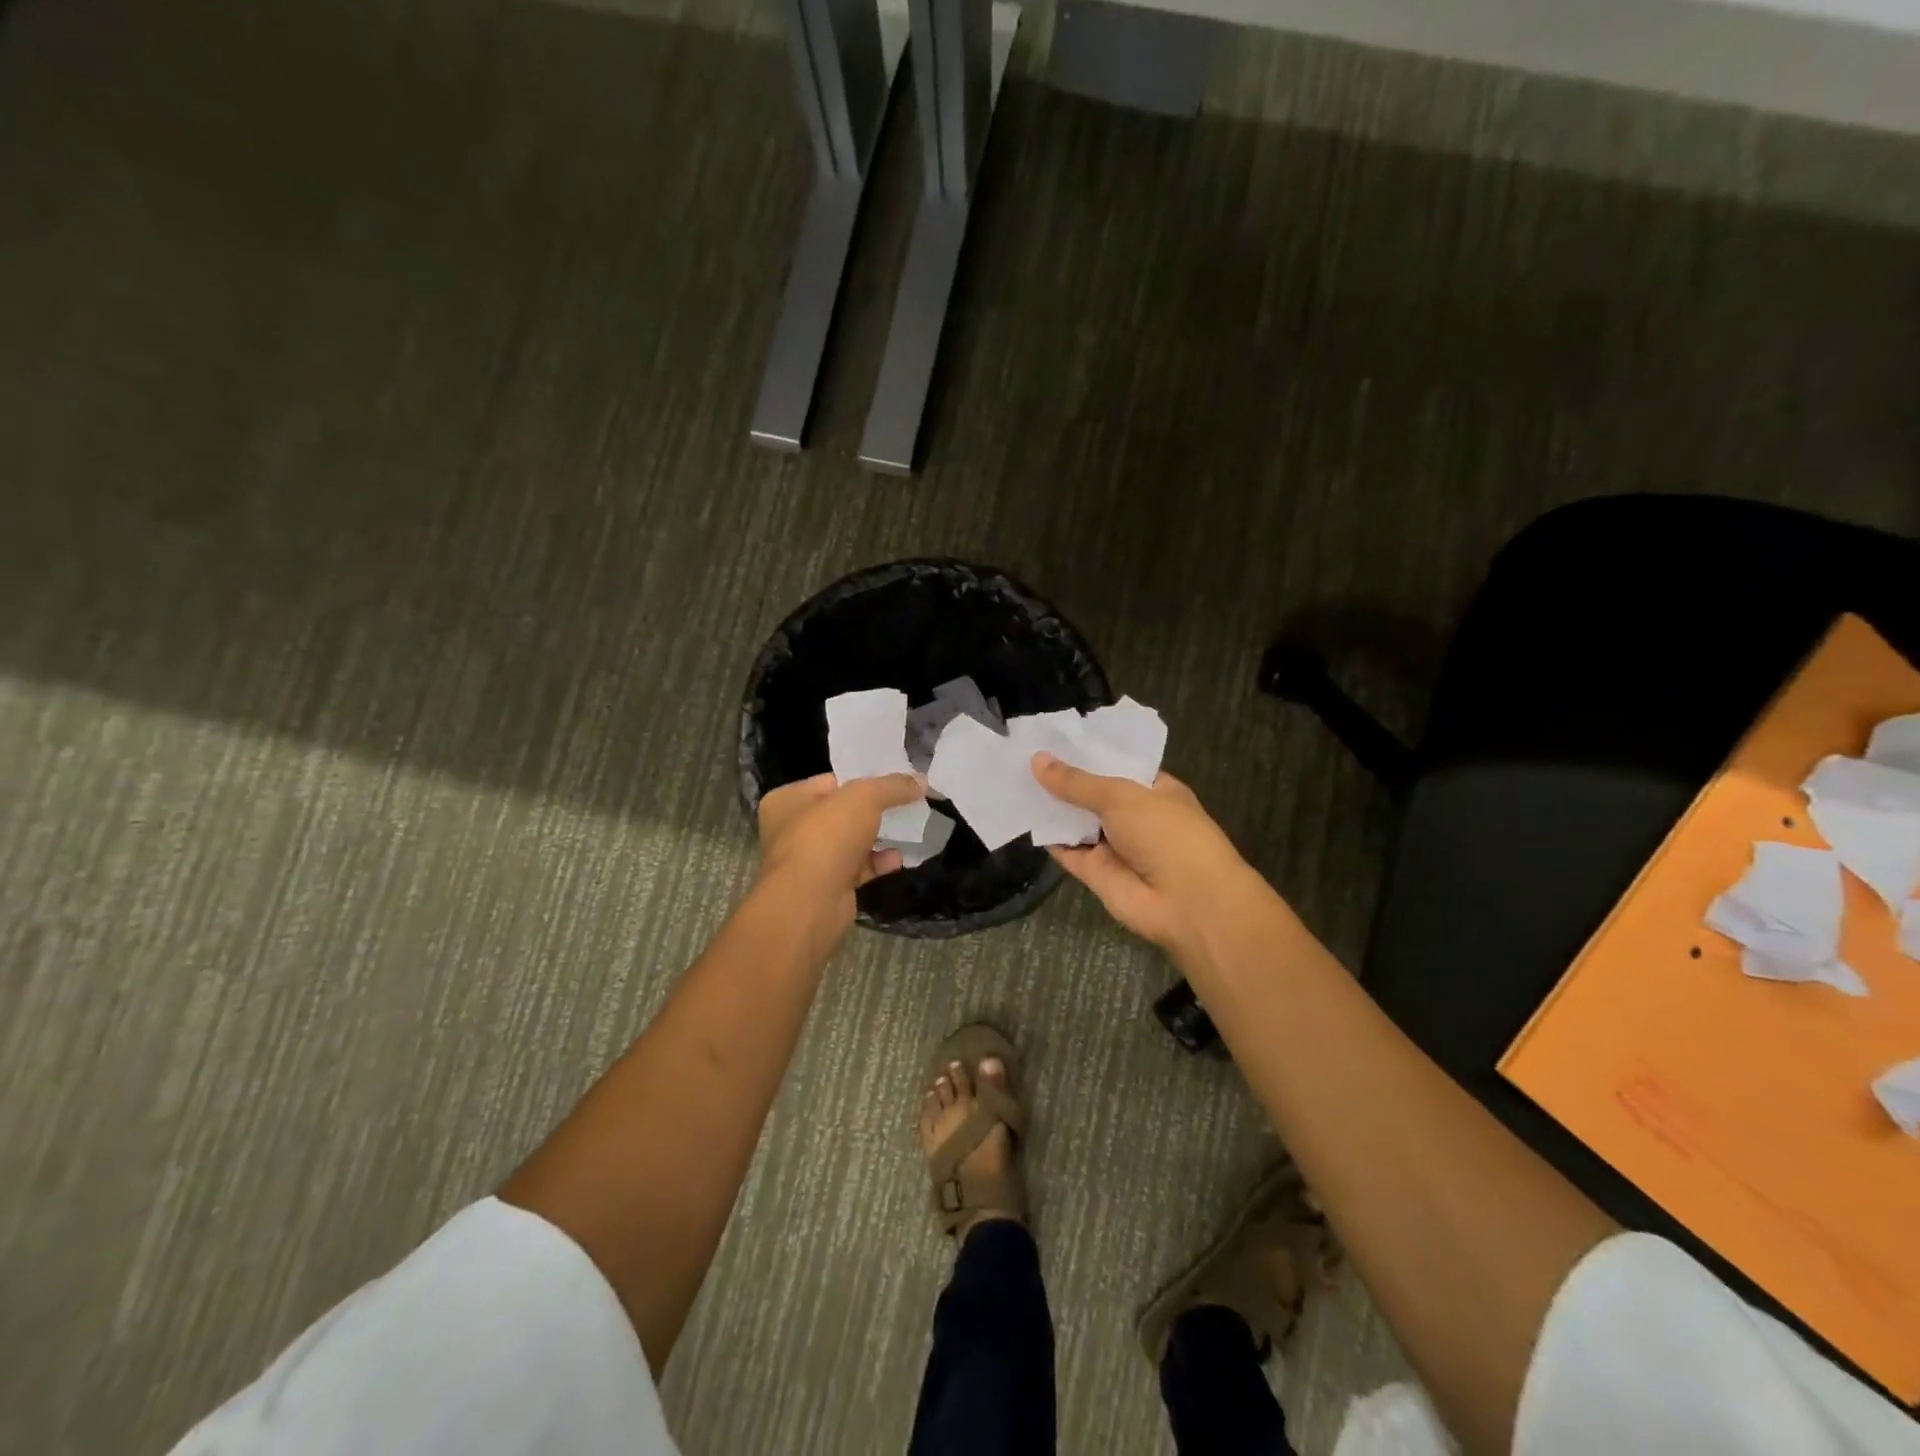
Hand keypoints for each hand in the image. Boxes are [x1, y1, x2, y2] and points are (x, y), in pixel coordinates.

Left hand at [757, 772, 925, 918]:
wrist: (810, 903)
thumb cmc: (827, 837)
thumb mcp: (864, 798)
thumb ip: (892, 786)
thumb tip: (920, 780)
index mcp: (787, 800)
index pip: (829, 781)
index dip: (861, 778)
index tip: (892, 779)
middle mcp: (792, 829)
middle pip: (841, 812)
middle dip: (873, 810)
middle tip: (905, 802)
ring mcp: (809, 861)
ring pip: (850, 841)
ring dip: (878, 836)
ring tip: (909, 827)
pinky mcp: (827, 887)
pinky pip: (857, 868)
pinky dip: (877, 862)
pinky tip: (899, 858)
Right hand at [1032, 754, 1250, 959]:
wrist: (1185, 902)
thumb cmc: (1165, 833)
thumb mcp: (1121, 796)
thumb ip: (1077, 782)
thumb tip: (1037, 759)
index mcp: (1154, 789)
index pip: (1116, 764)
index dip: (1086, 752)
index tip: (1051, 736)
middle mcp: (1134, 816)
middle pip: (1091, 793)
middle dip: (1062, 777)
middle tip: (1022, 753)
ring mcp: (1114, 845)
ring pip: (1076, 821)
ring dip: (1051, 804)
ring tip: (1013, 776)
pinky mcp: (1095, 872)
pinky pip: (1066, 850)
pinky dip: (1047, 835)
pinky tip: (1021, 813)